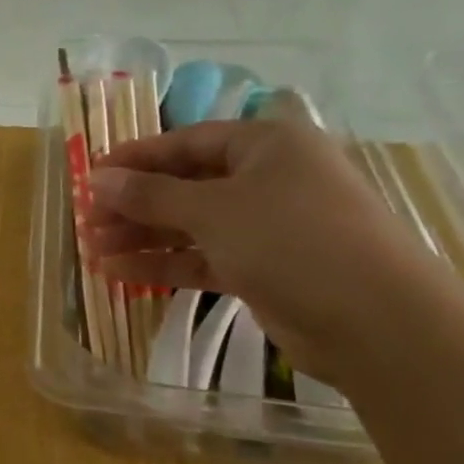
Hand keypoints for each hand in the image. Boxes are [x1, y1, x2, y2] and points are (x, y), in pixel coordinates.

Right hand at [84, 119, 439, 383]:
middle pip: (185, 183)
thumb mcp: (212, 209)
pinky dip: (163, 264)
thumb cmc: (292, 240)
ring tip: (92, 249)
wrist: (376, 321)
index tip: (90, 175)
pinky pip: (202, 257)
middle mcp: (268, 179)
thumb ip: (150, 194)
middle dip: (133, 202)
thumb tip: (97, 178)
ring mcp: (267, 226)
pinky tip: (119, 273)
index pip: (186, 141)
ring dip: (141, 235)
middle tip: (87, 219)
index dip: (136, 157)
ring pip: (190, 224)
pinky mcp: (264, 268)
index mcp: (267, 145)